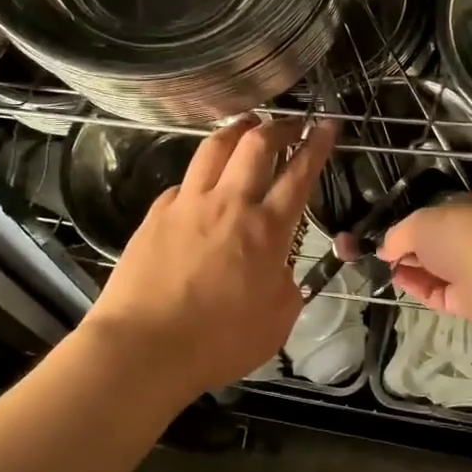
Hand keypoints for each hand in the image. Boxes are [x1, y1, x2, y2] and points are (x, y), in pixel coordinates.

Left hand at [82, 115, 336, 399]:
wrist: (143, 347)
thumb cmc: (218, 342)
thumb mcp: (277, 322)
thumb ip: (288, 286)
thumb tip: (282, 269)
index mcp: (266, 230)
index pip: (299, 174)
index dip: (318, 145)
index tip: (327, 126)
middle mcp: (229, 204)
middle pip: (257, 144)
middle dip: (279, 126)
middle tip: (291, 123)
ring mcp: (188, 204)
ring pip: (215, 147)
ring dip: (237, 130)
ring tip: (248, 124)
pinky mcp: (156, 214)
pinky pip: (184, 182)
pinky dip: (201, 174)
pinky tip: (202, 184)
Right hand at [376, 192, 471, 319]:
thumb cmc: (457, 232)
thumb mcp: (417, 222)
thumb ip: (397, 234)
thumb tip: (384, 250)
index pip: (445, 213)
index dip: (418, 223)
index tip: (394, 234)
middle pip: (441, 244)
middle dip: (413, 250)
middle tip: (388, 254)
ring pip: (440, 270)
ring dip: (413, 270)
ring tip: (387, 270)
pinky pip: (441, 292)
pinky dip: (420, 288)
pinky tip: (400, 283)